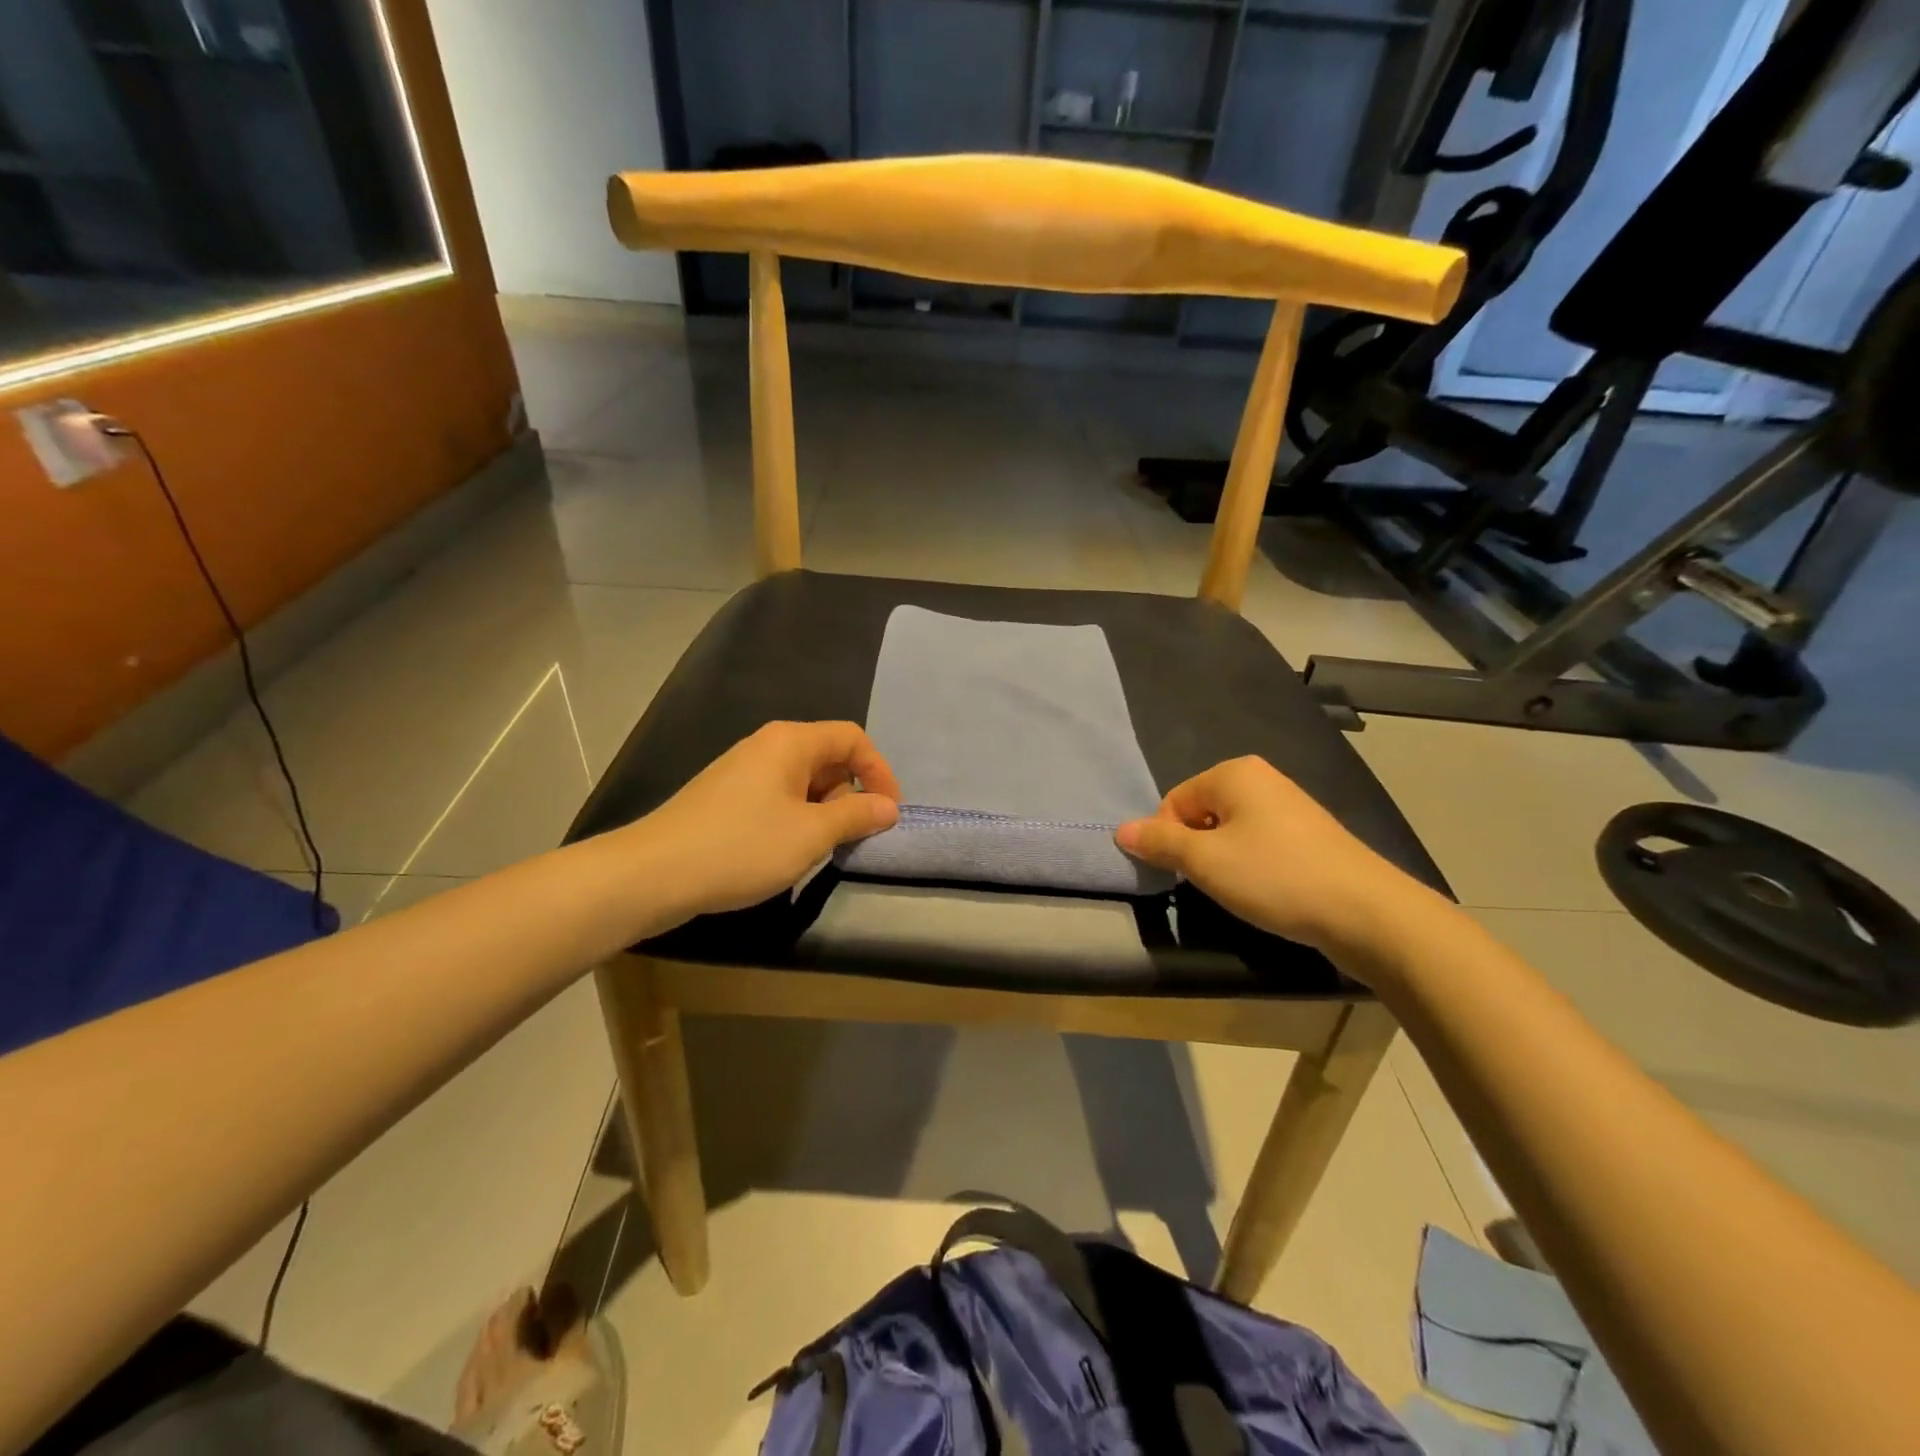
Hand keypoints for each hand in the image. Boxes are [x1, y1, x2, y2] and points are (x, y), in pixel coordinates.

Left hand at [634, 721, 900, 918]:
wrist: (653, 874)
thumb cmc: (741, 847)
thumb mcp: (810, 834)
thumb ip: (855, 816)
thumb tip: (888, 807)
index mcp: (790, 742)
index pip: (852, 738)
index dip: (879, 771)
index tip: (888, 812)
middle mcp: (767, 745)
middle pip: (828, 756)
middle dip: (851, 792)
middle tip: (857, 834)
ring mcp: (742, 770)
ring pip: (803, 779)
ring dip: (825, 809)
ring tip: (824, 847)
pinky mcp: (726, 796)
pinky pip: (778, 795)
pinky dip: (797, 816)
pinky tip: (788, 849)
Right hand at [1115, 756, 1436, 955]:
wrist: (1366, 912)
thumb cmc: (1275, 877)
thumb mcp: (1205, 862)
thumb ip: (1159, 843)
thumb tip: (1120, 831)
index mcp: (1234, 773)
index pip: (1174, 801)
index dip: (1167, 839)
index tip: (1179, 874)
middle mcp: (1262, 779)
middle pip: (1202, 813)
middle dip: (1196, 849)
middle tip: (1208, 884)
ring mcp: (1291, 806)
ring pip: (1231, 831)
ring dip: (1223, 861)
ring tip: (1239, 891)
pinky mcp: (1312, 835)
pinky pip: (1261, 843)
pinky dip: (1252, 866)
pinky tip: (1266, 891)